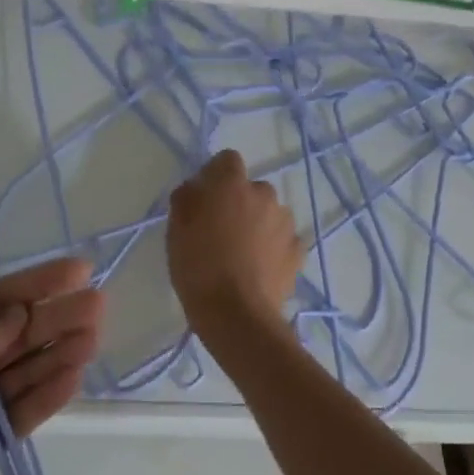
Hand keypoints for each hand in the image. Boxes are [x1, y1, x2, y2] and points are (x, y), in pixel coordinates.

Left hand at [0, 258, 102, 474]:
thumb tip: (20, 312)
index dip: (32, 285)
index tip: (76, 271)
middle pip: (12, 336)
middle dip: (53, 318)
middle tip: (98, 304)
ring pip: (22, 374)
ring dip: (57, 353)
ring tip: (94, 336)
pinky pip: (20, 417)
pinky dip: (46, 397)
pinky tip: (74, 377)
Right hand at [166, 149, 303, 351]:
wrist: (236, 314)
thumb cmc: (198, 267)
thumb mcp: (176, 230)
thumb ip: (186, 199)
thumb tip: (195, 188)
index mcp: (232, 184)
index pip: (227, 160)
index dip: (215, 175)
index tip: (204, 197)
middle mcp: (264, 194)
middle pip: (250, 189)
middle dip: (238, 202)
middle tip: (221, 231)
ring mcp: (285, 223)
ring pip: (269, 214)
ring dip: (258, 224)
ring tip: (242, 254)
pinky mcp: (297, 251)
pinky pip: (282, 240)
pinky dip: (273, 248)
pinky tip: (259, 269)